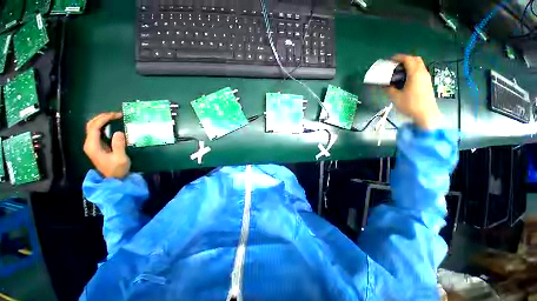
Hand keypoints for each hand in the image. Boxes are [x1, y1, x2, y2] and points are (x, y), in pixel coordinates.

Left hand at [83, 112, 130, 178]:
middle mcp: (89, 143)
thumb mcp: (120, 158)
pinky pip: (97, 132)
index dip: (104, 119)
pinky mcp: (96, 146)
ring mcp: (92, 145)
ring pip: (93, 127)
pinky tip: (111, 124)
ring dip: (102, 120)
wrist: (112, 179)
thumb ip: (118, 145)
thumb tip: (118, 132)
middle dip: (102, 117)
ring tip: (114, 117)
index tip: (116, 115)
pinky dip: (103, 125)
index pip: (94, 127)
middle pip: (91, 125)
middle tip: (116, 114)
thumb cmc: (117, 169)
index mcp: (92, 146)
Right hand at [386, 55, 442, 129]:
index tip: (391, 60)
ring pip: (419, 66)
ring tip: (399, 72)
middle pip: (416, 60)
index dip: (399, 57)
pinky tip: (406, 79)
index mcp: (415, 74)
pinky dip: (413, 71)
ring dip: (409, 65)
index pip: (408, 59)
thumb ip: (389, 89)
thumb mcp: (395, 97)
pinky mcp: (427, 83)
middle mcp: (422, 73)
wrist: (426, 113)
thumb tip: (384, 85)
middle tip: (396, 64)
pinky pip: (420, 72)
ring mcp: (426, 78)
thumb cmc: (410, 104)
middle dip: (406, 59)